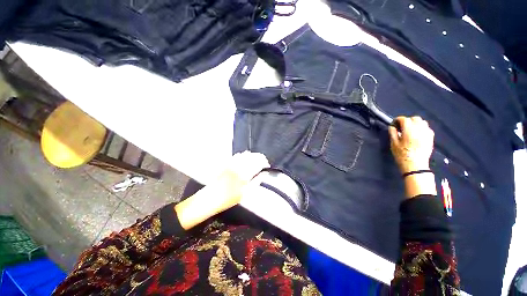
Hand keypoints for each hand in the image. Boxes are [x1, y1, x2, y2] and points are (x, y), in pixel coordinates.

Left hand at [214, 151, 269, 209]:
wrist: (210, 198)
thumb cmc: (229, 199)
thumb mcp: (246, 193)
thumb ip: (256, 182)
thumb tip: (264, 174)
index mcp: (245, 175)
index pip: (258, 163)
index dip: (264, 162)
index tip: (267, 165)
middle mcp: (239, 167)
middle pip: (252, 157)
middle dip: (260, 157)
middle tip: (263, 161)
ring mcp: (231, 164)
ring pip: (245, 155)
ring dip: (252, 155)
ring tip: (255, 159)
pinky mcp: (226, 163)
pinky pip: (236, 156)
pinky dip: (243, 155)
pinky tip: (245, 157)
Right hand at [389, 116, 434, 173]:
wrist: (415, 165)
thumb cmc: (402, 155)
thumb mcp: (393, 144)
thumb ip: (393, 133)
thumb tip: (392, 127)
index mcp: (409, 130)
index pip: (404, 119)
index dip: (397, 120)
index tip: (393, 124)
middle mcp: (420, 129)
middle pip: (415, 118)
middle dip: (407, 120)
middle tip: (401, 127)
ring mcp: (427, 133)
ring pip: (422, 122)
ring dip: (415, 123)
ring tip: (409, 130)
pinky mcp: (431, 138)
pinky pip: (427, 128)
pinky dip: (421, 128)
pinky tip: (417, 134)